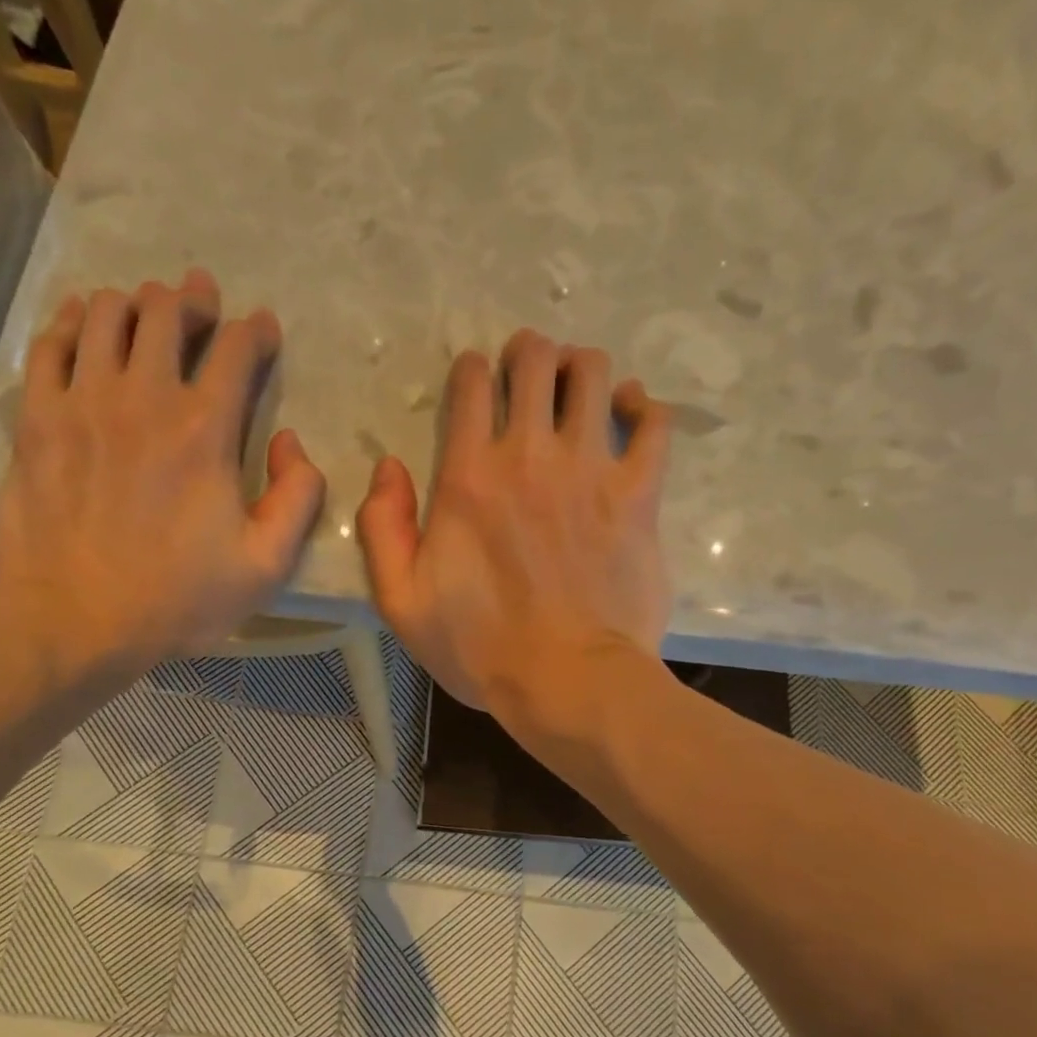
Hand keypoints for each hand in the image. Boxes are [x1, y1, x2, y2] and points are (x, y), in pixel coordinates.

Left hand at [0, 270, 323, 677]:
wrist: (75, 623)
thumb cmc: (179, 600)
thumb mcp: (267, 566)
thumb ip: (298, 499)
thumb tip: (294, 443)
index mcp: (205, 432)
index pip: (236, 350)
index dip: (255, 331)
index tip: (263, 328)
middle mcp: (143, 398)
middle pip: (165, 314)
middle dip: (191, 299)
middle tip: (200, 303)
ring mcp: (81, 402)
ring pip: (104, 315)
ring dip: (133, 304)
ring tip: (145, 312)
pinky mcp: (36, 419)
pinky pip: (49, 343)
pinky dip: (70, 321)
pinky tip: (81, 323)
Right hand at [356, 328, 671, 729]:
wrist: (568, 682)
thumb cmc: (480, 649)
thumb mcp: (402, 602)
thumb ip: (383, 528)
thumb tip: (388, 468)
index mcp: (469, 476)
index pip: (472, 384)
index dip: (472, 372)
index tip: (476, 387)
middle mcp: (530, 456)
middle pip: (535, 360)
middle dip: (528, 355)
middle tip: (528, 376)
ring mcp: (590, 471)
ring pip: (592, 375)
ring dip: (580, 369)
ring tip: (577, 389)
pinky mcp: (639, 495)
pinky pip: (653, 423)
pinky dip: (642, 406)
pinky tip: (631, 410)